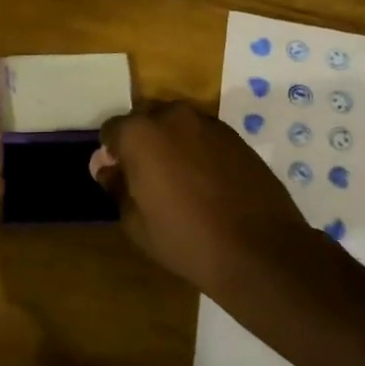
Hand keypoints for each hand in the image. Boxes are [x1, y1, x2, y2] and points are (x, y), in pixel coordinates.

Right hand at [93, 101, 318, 294]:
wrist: (259, 249)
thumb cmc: (185, 238)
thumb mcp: (135, 222)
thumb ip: (116, 185)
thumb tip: (105, 166)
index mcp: (141, 134)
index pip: (112, 130)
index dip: (111, 154)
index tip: (119, 179)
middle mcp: (173, 116)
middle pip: (145, 121)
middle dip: (141, 143)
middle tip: (147, 180)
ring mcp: (209, 123)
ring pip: (177, 126)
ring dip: (171, 145)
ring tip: (179, 182)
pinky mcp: (236, 136)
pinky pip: (203, 136)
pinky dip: (198, 151)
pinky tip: (206, 183)